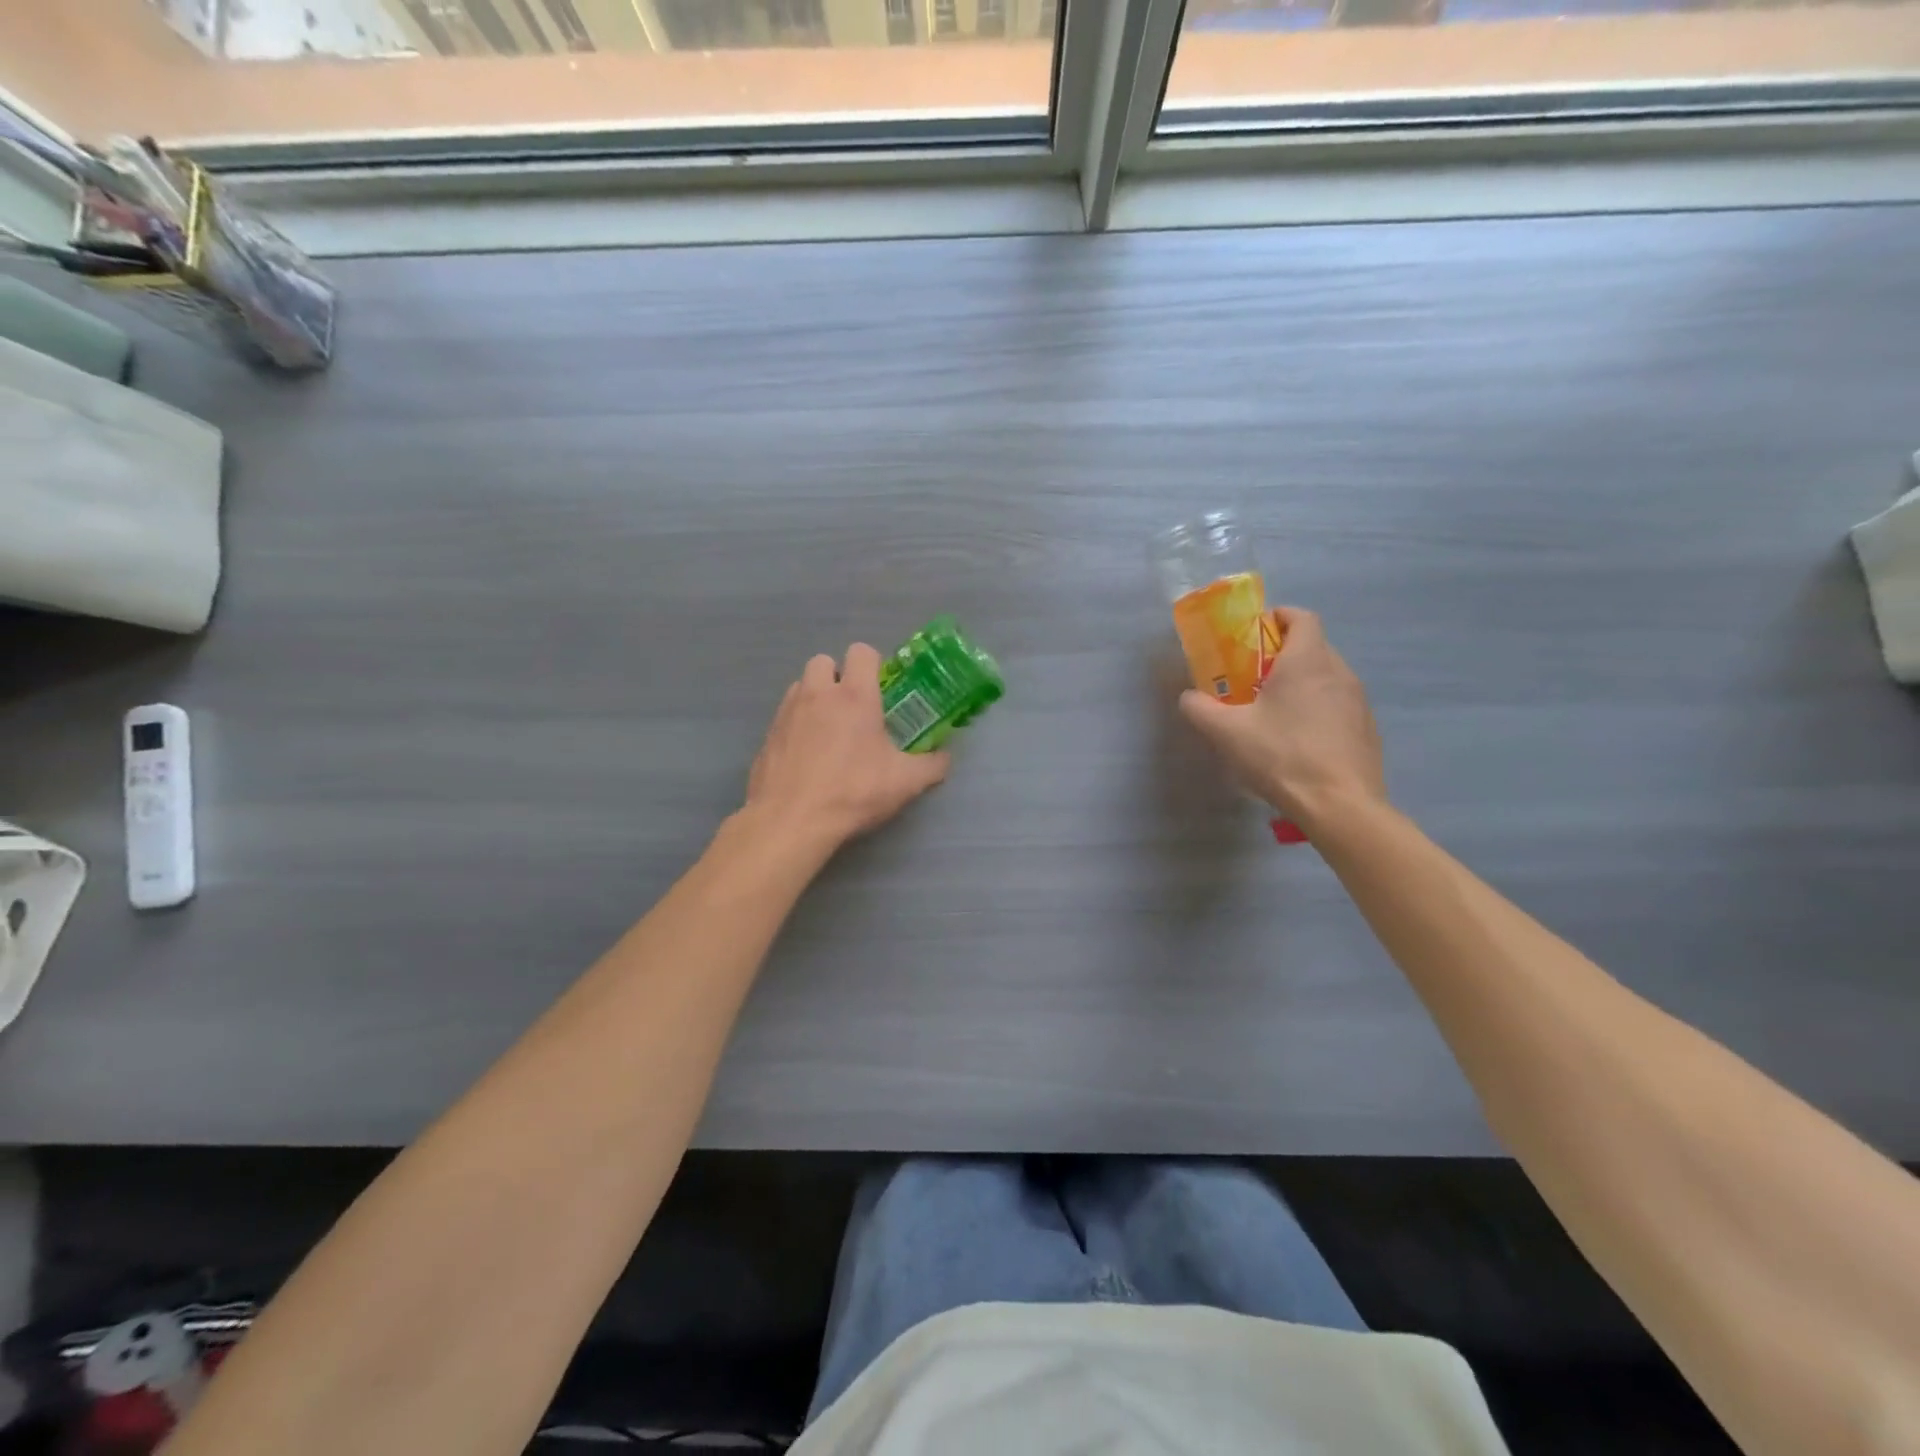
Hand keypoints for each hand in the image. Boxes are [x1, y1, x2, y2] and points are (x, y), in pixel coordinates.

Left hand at [745, 644, 950, 851]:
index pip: (861, 652)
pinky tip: (807, 756)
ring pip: (800, 687)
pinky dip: (796, 726)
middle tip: (852, 709)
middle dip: (837, 676)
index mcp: (854, 696)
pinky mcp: (768, 736)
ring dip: (815, 698)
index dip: (873, 663)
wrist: (791, 821)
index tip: (881, 689)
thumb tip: (945, 758)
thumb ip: (932, 766)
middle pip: (823, 661)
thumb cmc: (853, 792)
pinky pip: (784, 717)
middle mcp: (817, 695)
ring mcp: (787, 713)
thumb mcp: (905, 783)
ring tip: (828, 731)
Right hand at [1179, 607, 1386, 831]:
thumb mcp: (1227, 732)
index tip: (1256, 632)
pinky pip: (1339, 704)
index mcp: (1307, 661)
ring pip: (1327, 676)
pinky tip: (1299, 739)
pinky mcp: (1366, 728)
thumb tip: (1188, 698)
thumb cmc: (1281, 755)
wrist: (1340, 804)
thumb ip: (1200, 709)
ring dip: (1302, 682)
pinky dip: (1318, 708)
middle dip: (1283, 653)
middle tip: (1253, 677)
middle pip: (1313, 646)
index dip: (1279, 617)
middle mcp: (1339, 671)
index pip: (1302, 617)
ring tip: (1275, 710)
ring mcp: (1358, 701)